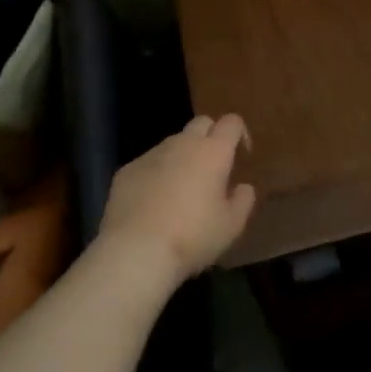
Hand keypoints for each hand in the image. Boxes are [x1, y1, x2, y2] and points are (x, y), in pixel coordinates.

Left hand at [98, 115, 256, 282]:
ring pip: (173, 143)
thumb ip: (243, 201)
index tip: (241, 154)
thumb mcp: (231, 226)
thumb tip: (243, 187)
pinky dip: (156, 174)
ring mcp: (151, 154)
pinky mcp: (127, 169)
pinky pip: (148, 164)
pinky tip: (153, 203)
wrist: (136, 249)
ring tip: (182, 189)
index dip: (239, 133)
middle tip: (213, 166)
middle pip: (201, 122)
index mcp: (213, 152)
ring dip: (182, 157)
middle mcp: (182, 144)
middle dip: (211, 136)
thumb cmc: (192, 236)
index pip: (231, 122)